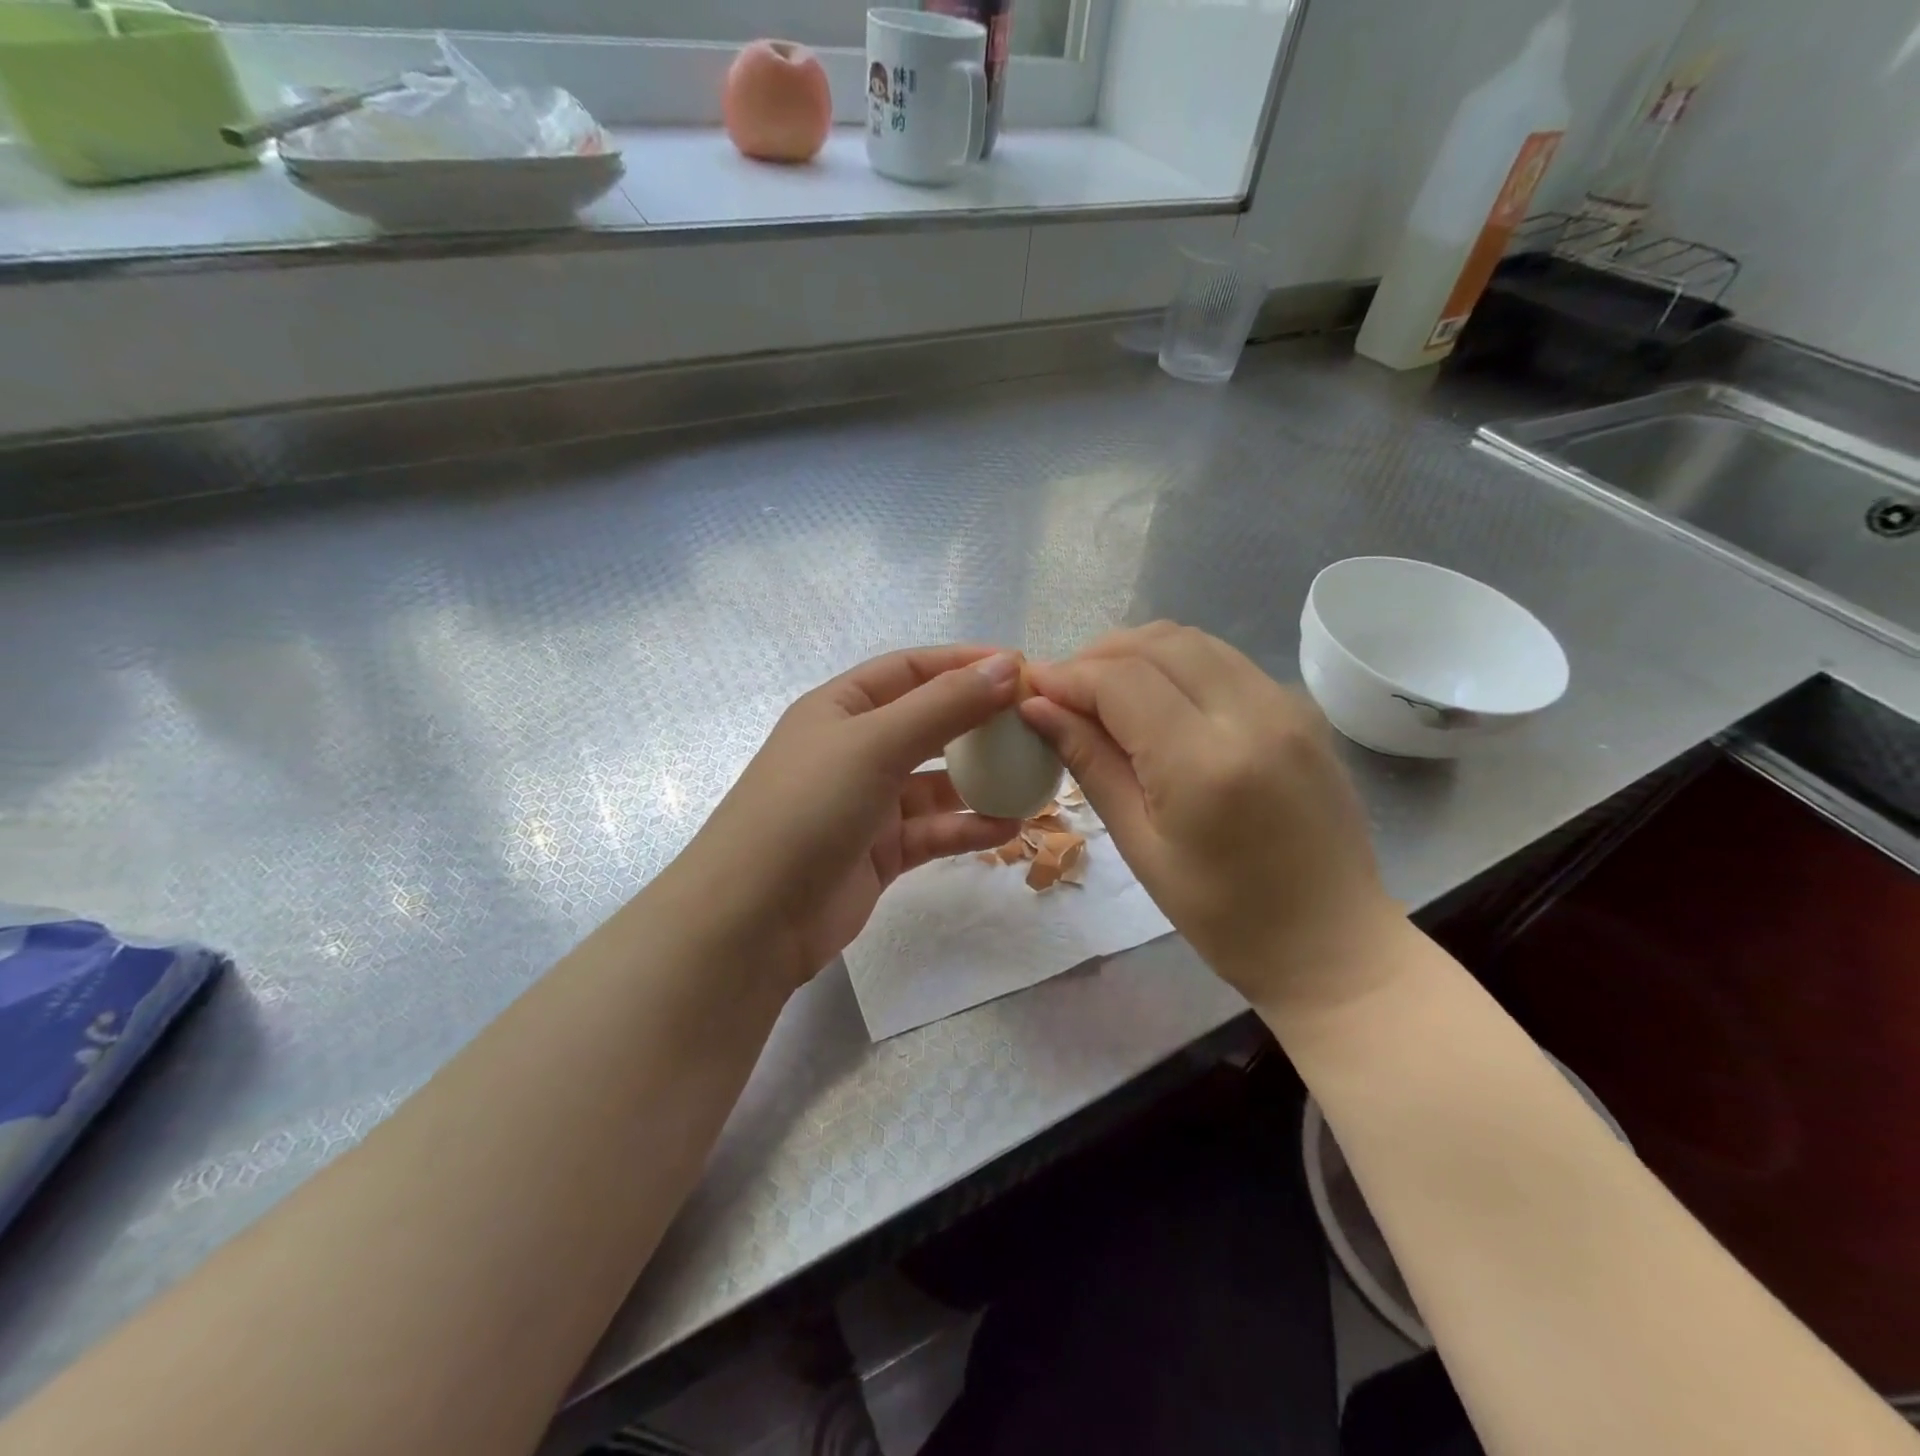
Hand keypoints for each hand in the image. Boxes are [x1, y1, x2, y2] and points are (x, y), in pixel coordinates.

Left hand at [672, 646, 1024, 991]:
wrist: (752, 919)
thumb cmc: (808, 809)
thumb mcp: (875, 744)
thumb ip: (944, 706)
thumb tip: (1007, 664)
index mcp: (842, 708)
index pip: (911, 670)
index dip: (964, 664)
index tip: (1022, 667)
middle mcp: (855, 749)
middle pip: (929, 724)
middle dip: (980, 723)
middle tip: (1036, 725)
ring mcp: (868, 803)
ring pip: (936, 783)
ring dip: (981, 781)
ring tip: (1034, 780)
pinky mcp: (880, 852)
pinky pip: (934, 831)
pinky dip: (968, 828)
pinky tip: (1009, 828)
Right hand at [1020, 623, 1406, 1018]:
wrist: (1332, 942)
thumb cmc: (1224, 916)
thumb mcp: (1141, 846)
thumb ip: (1091, 764)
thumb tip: (1038, 709)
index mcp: (1205, 763)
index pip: (1121, 683)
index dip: (1068, 676)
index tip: (1031, 688)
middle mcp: (1252, 715)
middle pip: (1157, 644)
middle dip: (1098, 656)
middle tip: (1061, 690)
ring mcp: (1287, 704)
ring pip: (1193, 641)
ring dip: (1137, 653)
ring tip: (1100, 690)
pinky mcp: (1302, 708)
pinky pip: (1225, 661)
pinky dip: (1177, 665)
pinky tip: (1155, 699)